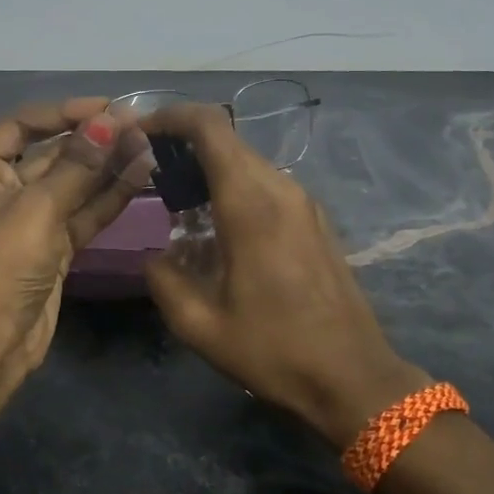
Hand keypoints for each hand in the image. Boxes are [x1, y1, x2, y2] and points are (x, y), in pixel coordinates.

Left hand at [0, 98, 154, 370]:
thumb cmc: (2, 264)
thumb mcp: (37, 208)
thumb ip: (78, 165)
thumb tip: (110, 121)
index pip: (22, 125)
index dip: (64, 112)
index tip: (106, 107)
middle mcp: (2, 188)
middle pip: (53, 153)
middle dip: (94, 140)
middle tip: (139, 124)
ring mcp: (31, 218)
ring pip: (74, 183)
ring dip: (109, 165)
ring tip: (149, 143)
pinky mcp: (54, 244)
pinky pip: (84, 211)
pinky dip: (110, 195)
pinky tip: (142, 173)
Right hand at [142, 103, 427, 447]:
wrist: (352, 377)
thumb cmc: (275, 351)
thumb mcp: (200, 326)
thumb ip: (164, 280)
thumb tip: (156, 257)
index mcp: (251, 205)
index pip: (211, 128)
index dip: (172, 116)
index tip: (141, 130)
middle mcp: (281, 190)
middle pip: (227, 141)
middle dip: (184, 143)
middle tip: (149, 170)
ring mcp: (304, 204)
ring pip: (248, 162)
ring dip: (210, 167)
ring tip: (177, 198)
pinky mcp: (315, 221)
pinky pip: (266, 185)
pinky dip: (233, 186)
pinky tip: (216, 224)